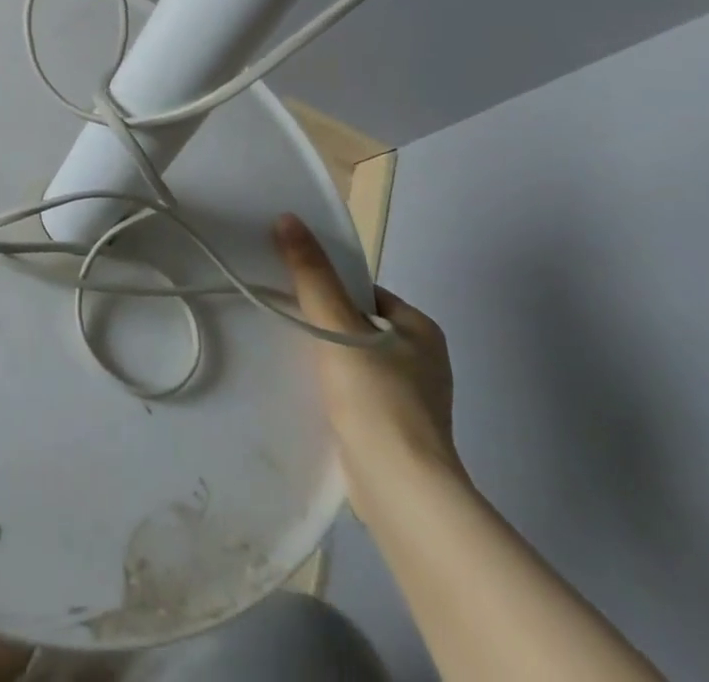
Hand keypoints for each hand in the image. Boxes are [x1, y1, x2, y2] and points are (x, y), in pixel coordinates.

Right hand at [273, 213, 463, 509]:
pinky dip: (333, 388)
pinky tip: (307, 392)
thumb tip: (288, 218)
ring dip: (326, 357)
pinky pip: (356, 393)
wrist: (401, 491)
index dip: (330, 286)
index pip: (365, 292)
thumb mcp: (337, 325)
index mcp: (421, 330)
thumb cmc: (377, 397)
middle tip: (285, 317)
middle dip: (325, 322)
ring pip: (356, 360)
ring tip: (288, 353)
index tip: (294, 289)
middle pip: (358, 325)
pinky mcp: (394, 433)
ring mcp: (411, 400)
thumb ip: (312, 274)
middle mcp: (423, 361)